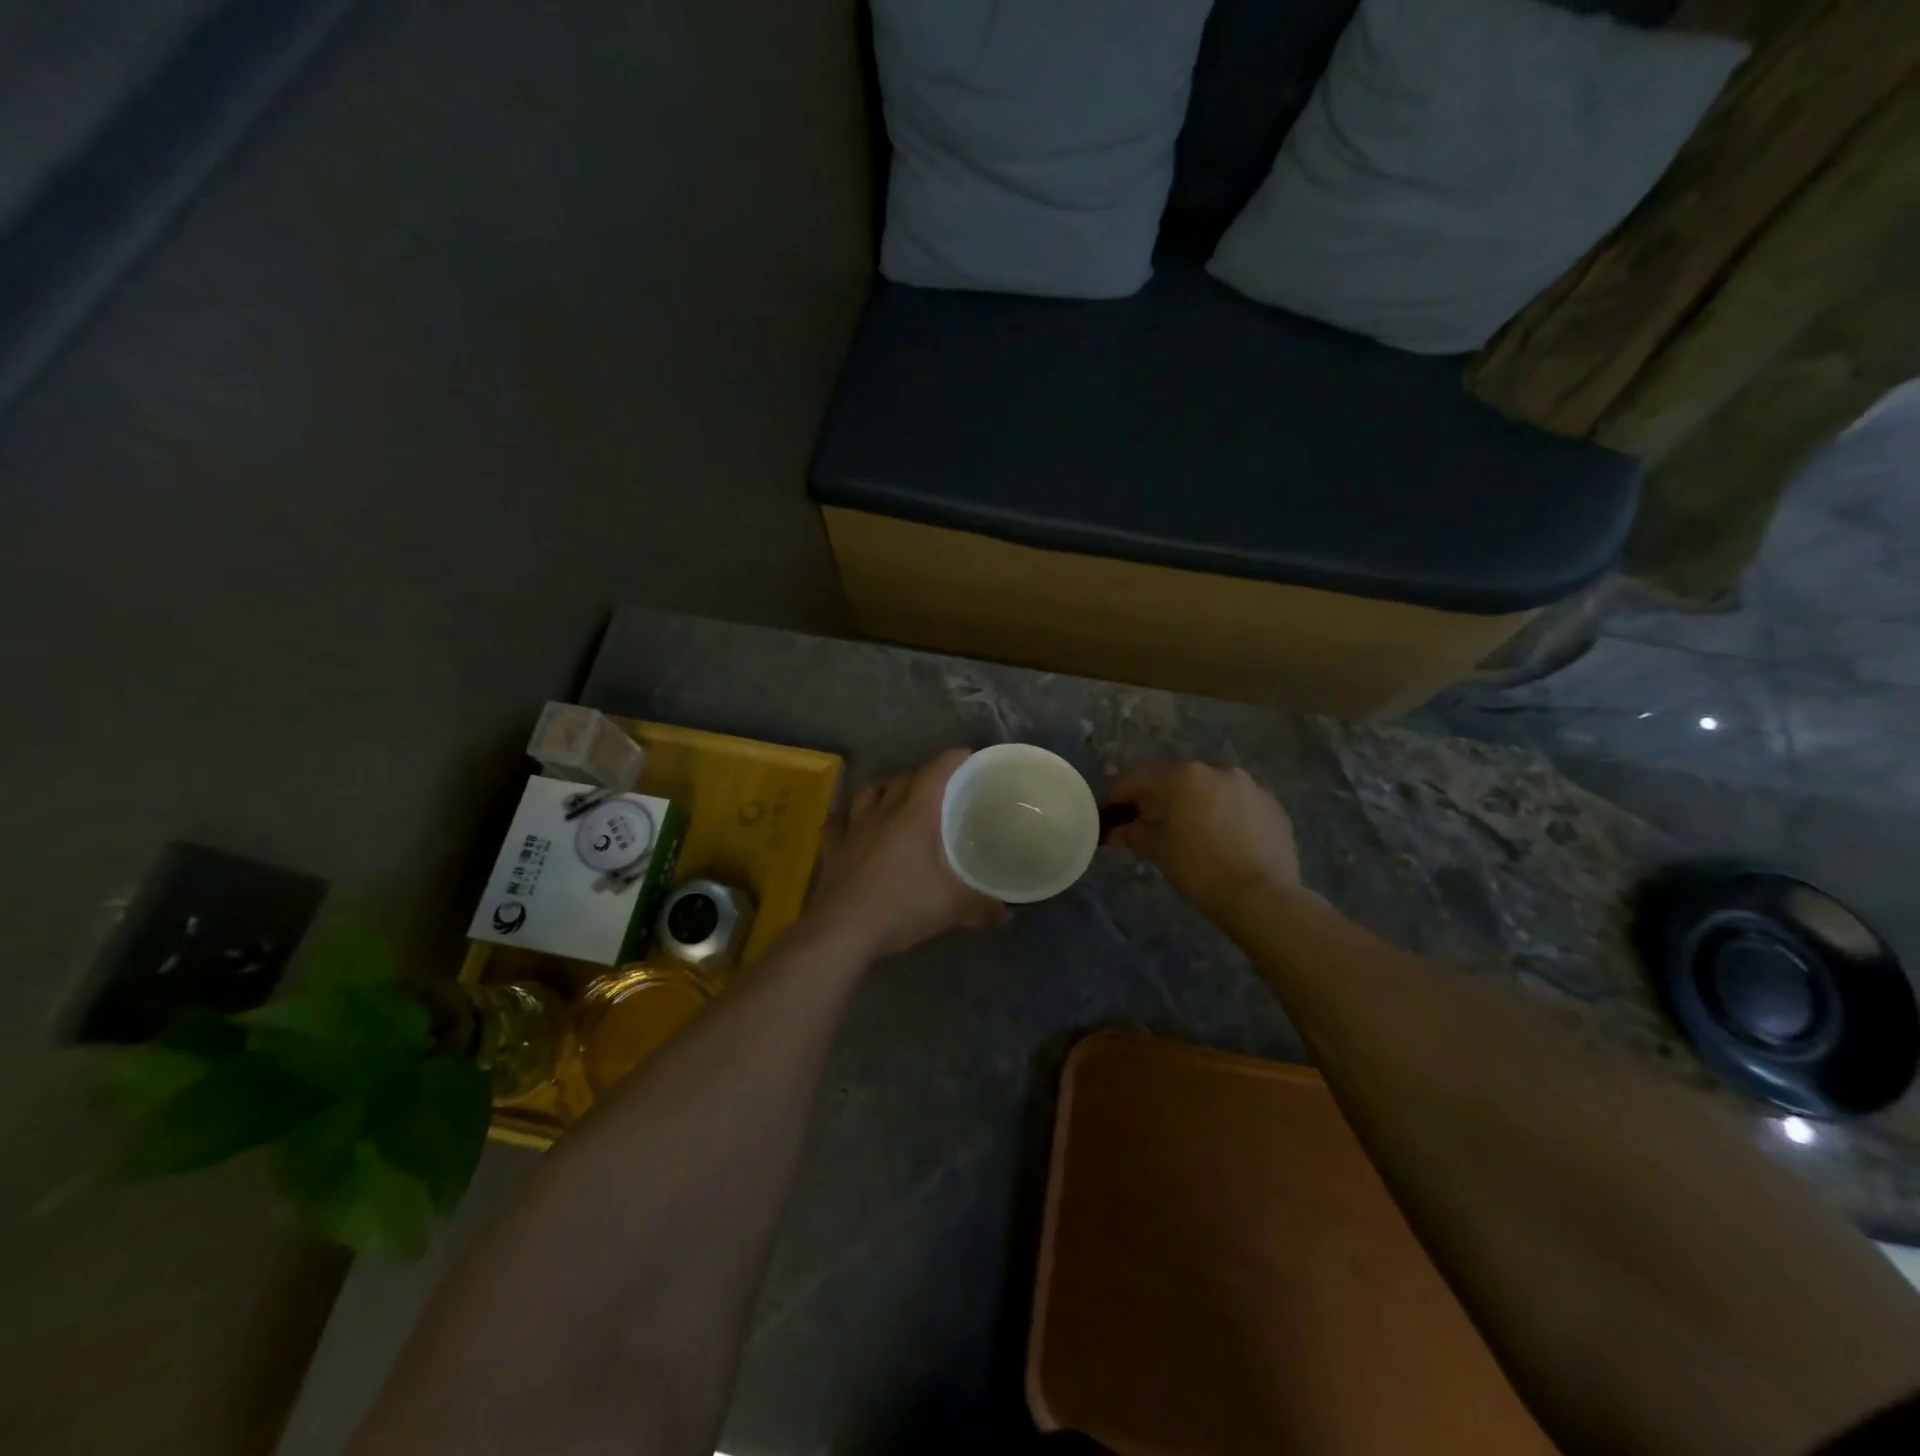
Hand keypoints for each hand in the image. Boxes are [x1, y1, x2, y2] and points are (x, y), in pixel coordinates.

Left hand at [808, 749, 1008, 958]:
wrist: (842, 930)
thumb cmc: (901, 907)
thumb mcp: (951, 907)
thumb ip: (982, 906)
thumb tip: (1007, 912)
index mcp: (914, 814)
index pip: (935, 772)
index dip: (952, 759)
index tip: (967, 757)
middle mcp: (882, 811)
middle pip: (903, 778)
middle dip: (923, 775)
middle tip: (940, 786)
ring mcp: (852, 827)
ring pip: (868, 792)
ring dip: (885, 789)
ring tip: (897, 798)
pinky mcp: (831, 847)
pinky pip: (837, 821)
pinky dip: (847, 816)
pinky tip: (850, 822)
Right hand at [1106, 762, 1301, 922]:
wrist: (1261, 896)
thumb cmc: (1199, 868)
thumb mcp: (1158, 850)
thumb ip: (1135, 833)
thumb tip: (1118, 831)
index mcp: (1184, 776)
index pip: (1140, 777)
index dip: (1121, 793)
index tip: (1111, 810)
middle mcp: (1217, 770)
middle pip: (1177, 779)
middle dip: (1160, 797)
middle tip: (1148, 822)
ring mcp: (1250, 786)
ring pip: (1210, 789)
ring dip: (1194, 803)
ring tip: (1189, 830)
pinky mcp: (1273, 805)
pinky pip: (1238, 803)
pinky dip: (1224, 813)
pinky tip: (1222, 838)